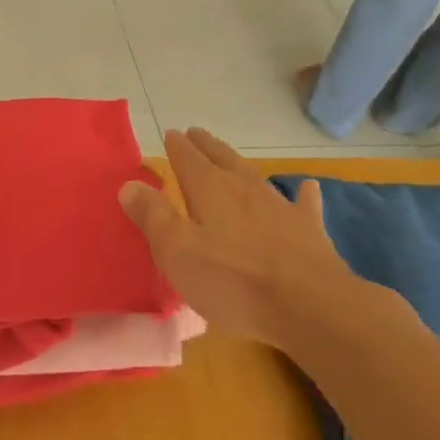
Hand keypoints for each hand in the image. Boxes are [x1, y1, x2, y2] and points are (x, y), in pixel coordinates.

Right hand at [119, 128, 410, 350]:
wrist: (310, 306)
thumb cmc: (233, 281)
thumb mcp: (177, 252)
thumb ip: (152, 216)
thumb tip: (129, 185)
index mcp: (209, 191)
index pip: (188, 159)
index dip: (178, 146)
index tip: (171, 134)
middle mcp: (244, 189)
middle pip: (222, 160)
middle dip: (207, 147)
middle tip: (197, 134)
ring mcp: (280, 207)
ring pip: (256, 176)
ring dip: (241, 165)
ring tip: (232, 158)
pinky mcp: (308, 230)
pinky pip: (303, 204)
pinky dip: (302, 194)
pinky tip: (308, 187)